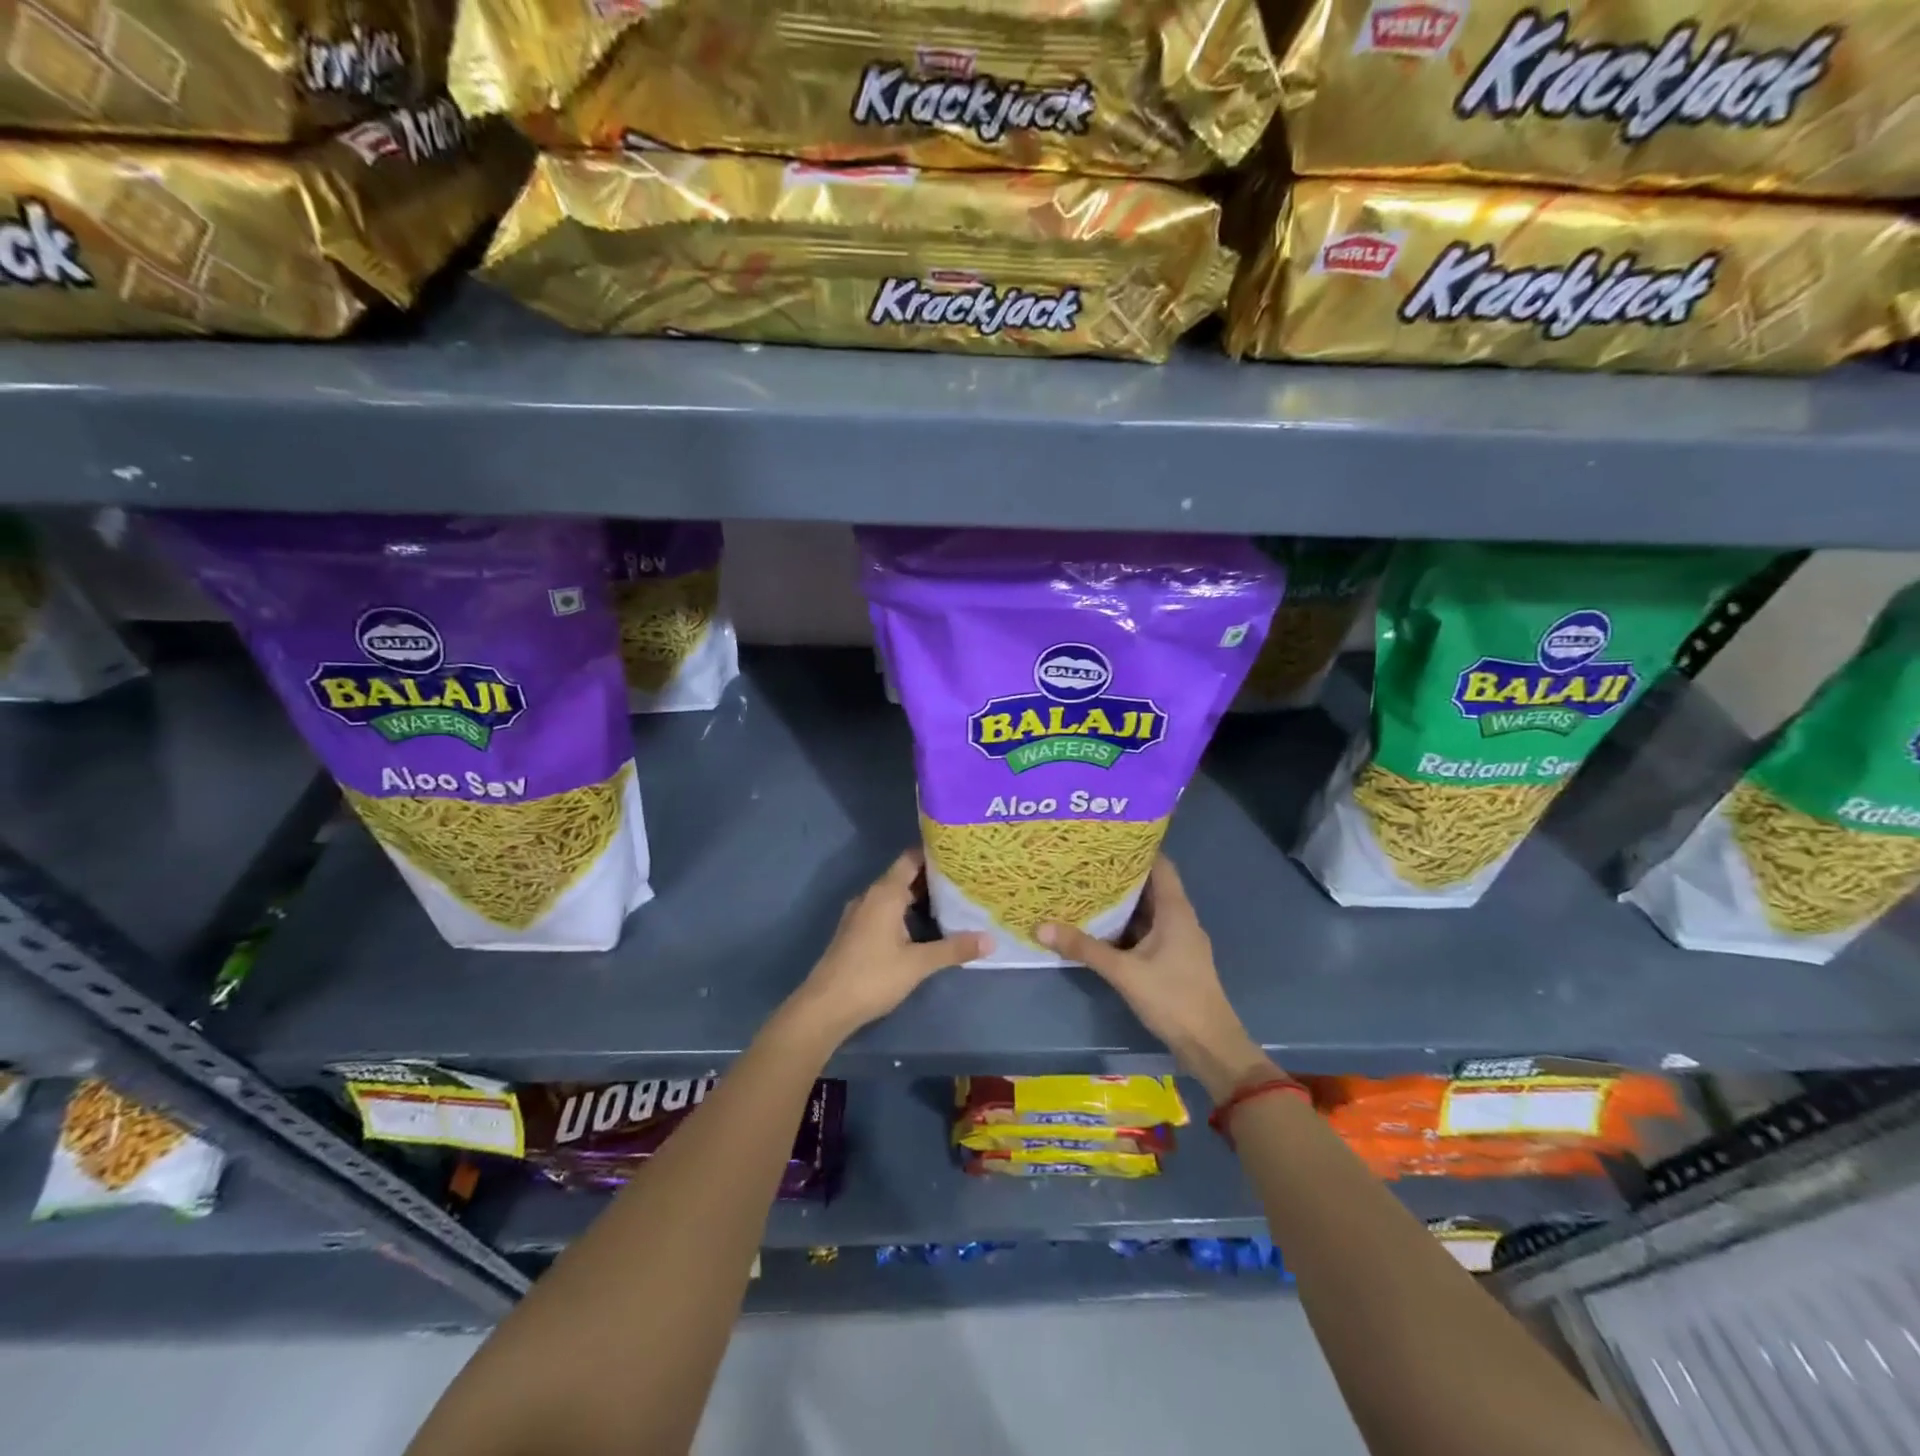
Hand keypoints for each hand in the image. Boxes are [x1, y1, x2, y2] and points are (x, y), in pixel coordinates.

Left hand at [785, 850, 986, 1044]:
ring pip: (894, 895)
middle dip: (932, 877)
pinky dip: (904, 911)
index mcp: (885, 893)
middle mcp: (871, 896)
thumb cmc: (873, 977)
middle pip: (904, 876)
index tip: (960, 854)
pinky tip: (923, 926)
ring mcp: (860, 914)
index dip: (935, 854)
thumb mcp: (918, 964)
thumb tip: (991, 940)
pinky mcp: (856, 931)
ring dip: (918, 897)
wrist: (825, 1006)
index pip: (911, 859)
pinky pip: (885, 910)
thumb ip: (954, 949)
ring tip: (951, 901)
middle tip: (964, 879)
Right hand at [1038, 857, 1273, 1100]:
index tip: (1105, 838)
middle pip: (1150, 886)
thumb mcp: (1124, 972)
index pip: (1159, 864)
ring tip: (1085, 888)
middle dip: (1119, 875)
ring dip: (1120, 902)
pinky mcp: (1172, 959)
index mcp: (1175, 910)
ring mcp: (1177, 940)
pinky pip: (1146, 931)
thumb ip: (1084, 948)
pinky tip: (1099, 926)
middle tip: (1084, 862)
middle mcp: (1179, 918)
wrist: (1209, 1046)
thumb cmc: (1173, 998)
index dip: (1135, 849)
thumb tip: (1041, 926)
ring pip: (1146, 911)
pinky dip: (1125, 925)